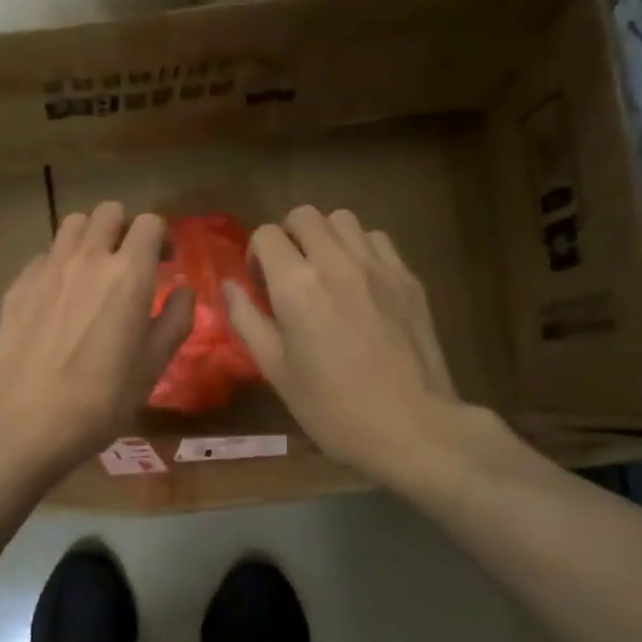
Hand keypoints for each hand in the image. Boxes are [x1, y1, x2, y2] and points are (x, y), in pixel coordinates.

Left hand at [0, 201, 194, 472]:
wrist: (27, 421)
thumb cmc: (101, 400)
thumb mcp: (152, 366)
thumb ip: (175, 320)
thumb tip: (184, 291)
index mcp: (128, 274)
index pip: (149, 223)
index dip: (161, 237)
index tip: (163, 262)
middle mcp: (87, 259)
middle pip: (108, 212)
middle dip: (125, 228)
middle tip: (128, 261)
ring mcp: (47, 268)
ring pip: (72, 225)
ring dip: (89, 237)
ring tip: (92, 270)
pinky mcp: (17, 285)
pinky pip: (43, 256)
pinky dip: (58, 264)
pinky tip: (58, 297)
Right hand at [224, 207, 501, 484]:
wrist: (412, 427)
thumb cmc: (332, 408)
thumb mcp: (275, 370)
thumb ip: (246, 320)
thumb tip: (228, 286)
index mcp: (296, 286)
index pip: (267, 235)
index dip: (256, 255)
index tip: (261, 285)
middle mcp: (336, 263)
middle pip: (305, 215)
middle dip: (288, 236)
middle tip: (289, 273)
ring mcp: (378, 266)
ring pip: (343, 220)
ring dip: (325, 237)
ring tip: (325, 273)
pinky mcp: (408, 278)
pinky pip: (377, 239)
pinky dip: (360, 249)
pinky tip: (359, 284)